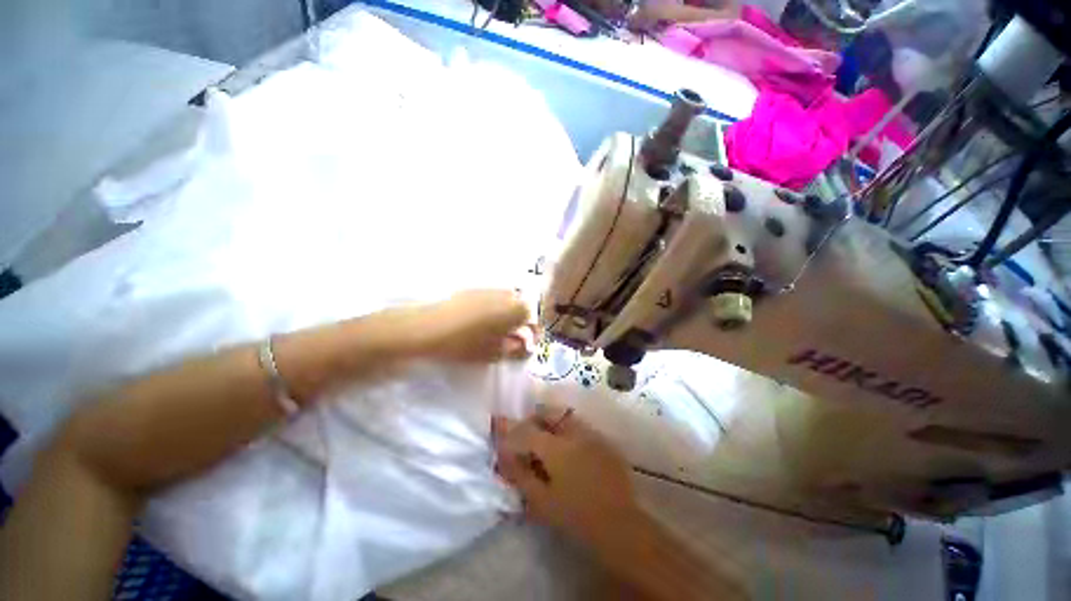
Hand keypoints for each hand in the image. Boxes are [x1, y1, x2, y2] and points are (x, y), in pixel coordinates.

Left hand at [416, 290, 532, 362]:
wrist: (428, 329)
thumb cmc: (466, 344)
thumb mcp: (496, 354)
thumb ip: (517, 350)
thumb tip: (525, 345)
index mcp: (516, 309)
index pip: (534, 318)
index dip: (532, 333)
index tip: (526, 344)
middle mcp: (506, 293)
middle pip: (522, 306)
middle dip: (519, 322)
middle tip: (509, 339)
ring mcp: (488, 289)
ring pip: (506, 301)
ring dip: (505, 315)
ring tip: (493, 332)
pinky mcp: (472, 289)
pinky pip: (490, 298)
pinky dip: (491, 309)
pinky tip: (478, 323)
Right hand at [492, 404, 640, 548]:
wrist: (621, 527)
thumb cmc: (575, 517)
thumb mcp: (540, 501)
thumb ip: (519, 474)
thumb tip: (502, 455)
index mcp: (557, 447)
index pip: (526, 430)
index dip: (510, 431)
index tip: (500, 435)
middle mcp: (575, 432)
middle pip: (548, 411)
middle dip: (532, 418)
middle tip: (524, 434)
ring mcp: (592, 434)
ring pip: (565, 415)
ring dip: (550, 421)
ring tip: (544, 440)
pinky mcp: (604, 440)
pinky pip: (580, 425)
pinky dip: (567, 429)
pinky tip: (566, 449)